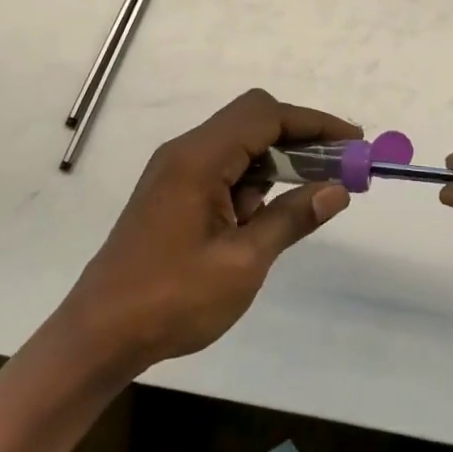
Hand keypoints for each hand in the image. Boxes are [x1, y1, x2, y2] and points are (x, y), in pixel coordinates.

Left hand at [56, 89, 357, 372]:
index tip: (354, 142)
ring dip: (277, 159)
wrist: (99, 335)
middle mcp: (186, 152)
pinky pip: (222, 166)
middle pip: (252, 119)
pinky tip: (268, 213)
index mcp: (199, 159)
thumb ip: (291, 218)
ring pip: (238, 142)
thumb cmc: (172, 300)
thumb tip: (337, 190)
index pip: (266, 116)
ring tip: (313, 192)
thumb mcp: (242, 263)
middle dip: (300, 136)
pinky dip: (253, 178)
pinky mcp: (172, 191)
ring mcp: (176, 170)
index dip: (314, 123)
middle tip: (337, 166)